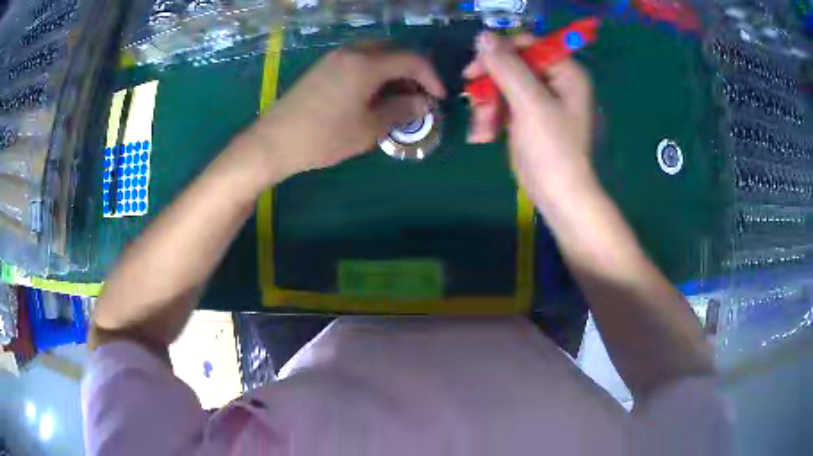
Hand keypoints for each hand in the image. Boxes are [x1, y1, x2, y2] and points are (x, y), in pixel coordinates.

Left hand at [239, 45, 445, 185]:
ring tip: (399, 96)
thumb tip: (422, 102)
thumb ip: (401, 111)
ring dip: (394, 70)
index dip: (431, 77)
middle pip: (394, 50)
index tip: (439, 98)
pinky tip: (374, 93)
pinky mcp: (323, 67)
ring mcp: (334, 57)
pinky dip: (375, 71)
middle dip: (413, 70)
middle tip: (420, 95)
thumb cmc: (324, 137)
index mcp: (367, 64)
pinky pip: (359, 60)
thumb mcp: (369, 128)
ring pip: (376, 54)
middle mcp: (352, 52)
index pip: (412, 59)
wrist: (274, 142)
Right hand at [463, 32, 594, 203]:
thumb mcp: (530, 104)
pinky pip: (501, 103)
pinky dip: (490, 117)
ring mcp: (539, 99)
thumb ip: (508, 67)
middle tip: (474, 100)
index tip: (476, 69)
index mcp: (565, 72)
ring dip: (486, 105)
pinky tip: (484, 136)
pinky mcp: (526, 116)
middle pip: (511, 64)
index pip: (527, 44)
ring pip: (501, 84)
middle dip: (490, 85)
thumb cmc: (552, 149)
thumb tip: (483, 36)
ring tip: (482, 129)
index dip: (500, 52)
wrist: (558, 195)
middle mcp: (554, 80)